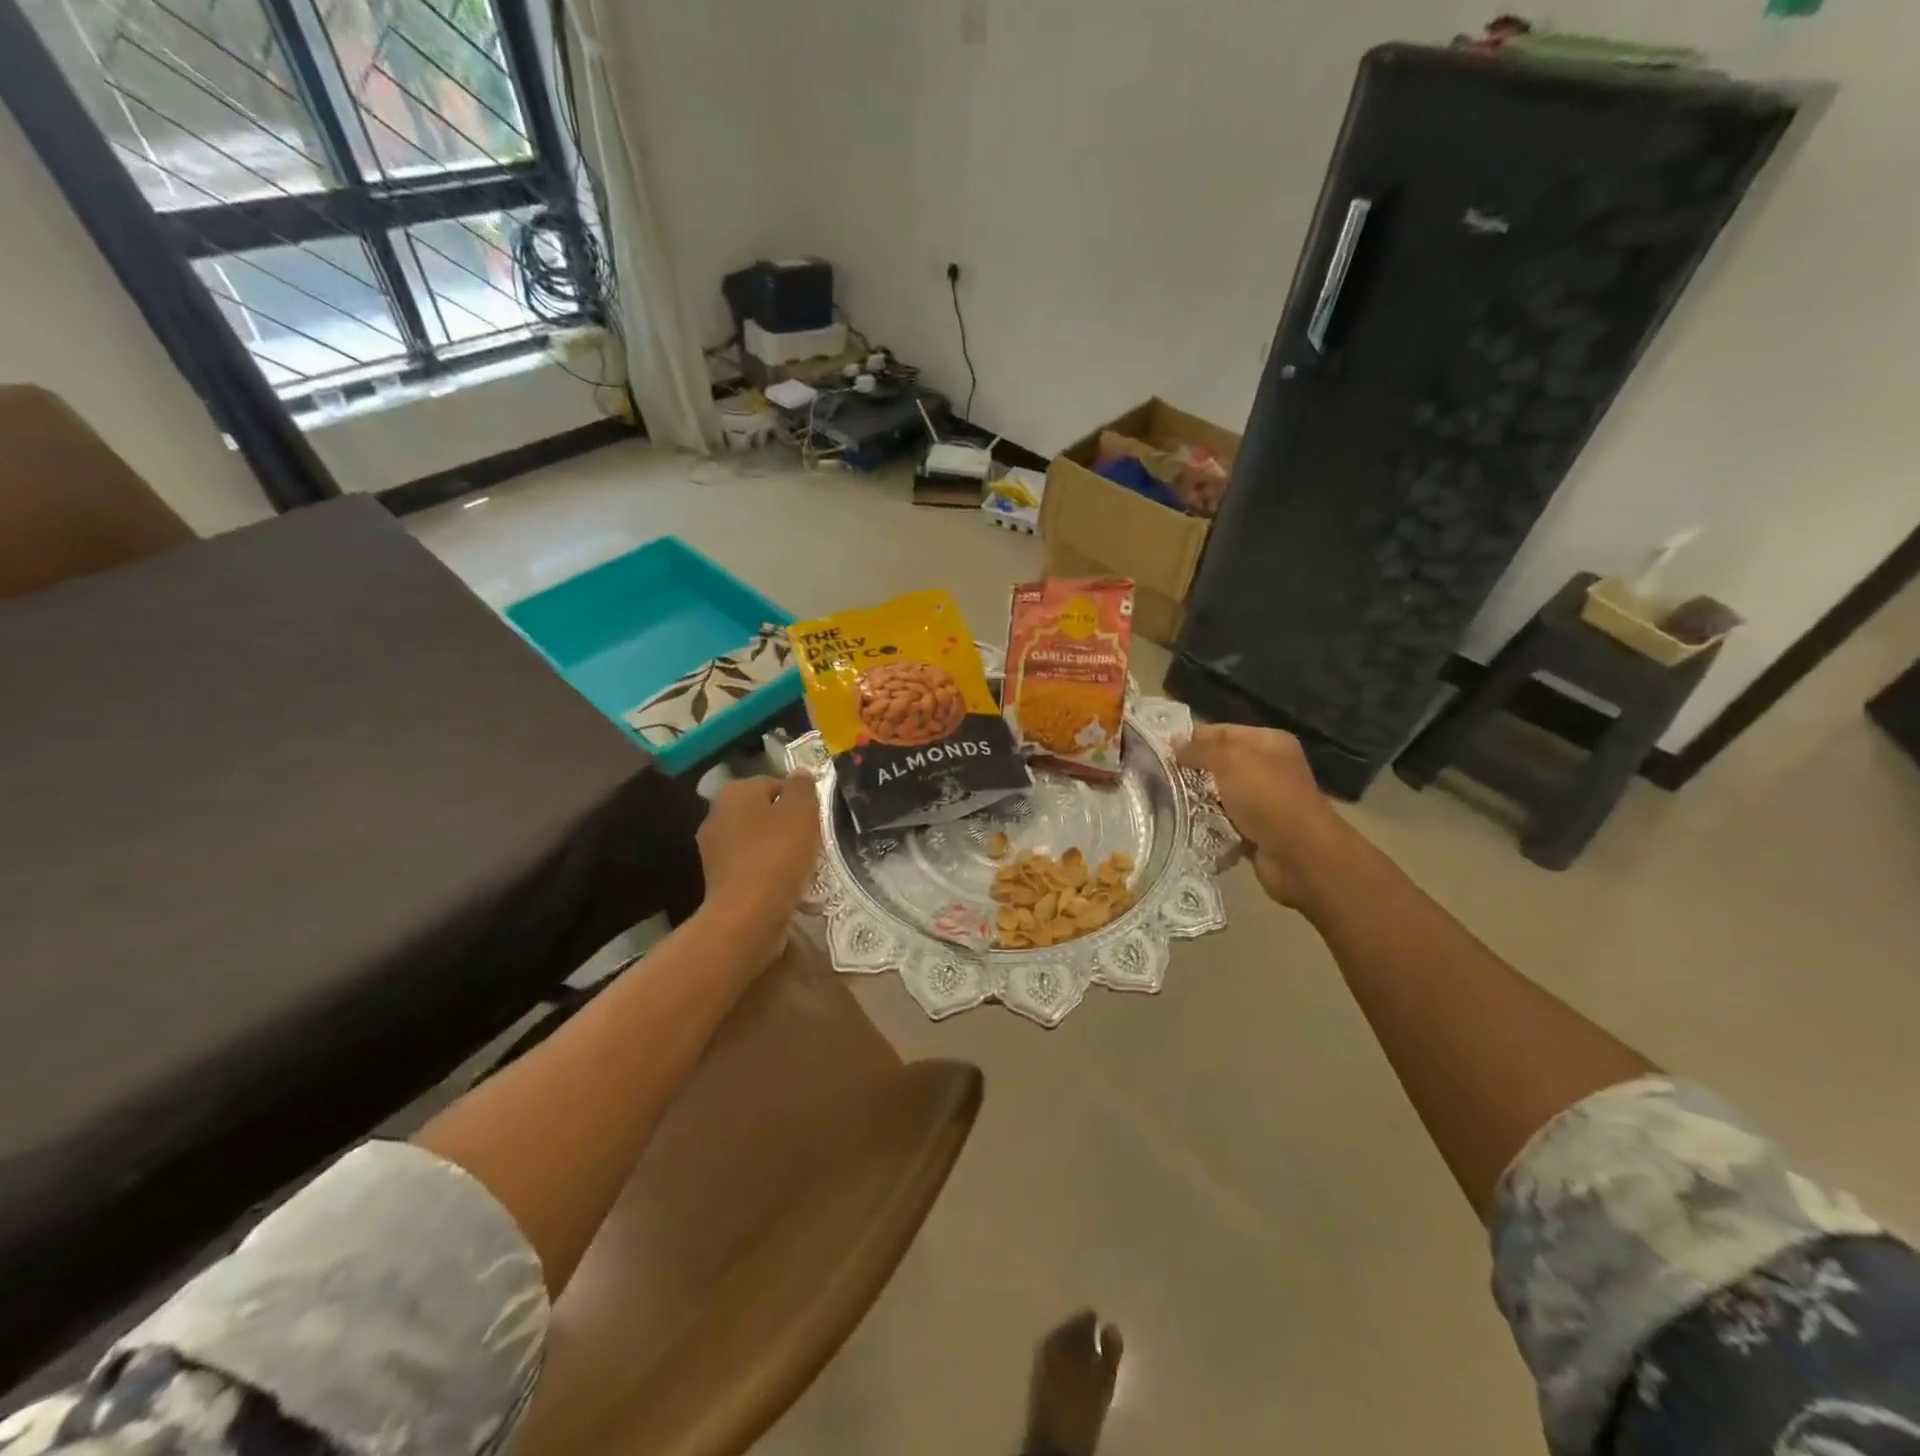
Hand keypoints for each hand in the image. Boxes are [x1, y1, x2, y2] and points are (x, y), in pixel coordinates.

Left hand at [696, 773, 821, 964]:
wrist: (748, 916)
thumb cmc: (778, 855)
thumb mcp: (802, 811)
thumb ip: (803, 786)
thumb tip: (800, 774)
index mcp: (735, 791)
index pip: (776, 784)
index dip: (800, 801)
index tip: (816, 821)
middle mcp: (716, 814)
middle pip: (765, 812)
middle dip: (788, 824)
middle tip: (812, 842)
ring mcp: (713, 849)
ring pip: (757, 840)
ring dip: (778, 849)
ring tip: (801, 866)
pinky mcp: (717, 879)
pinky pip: (750, 866)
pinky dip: (767, 871)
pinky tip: (784, 885)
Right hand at [1175, 725, 1354, 907]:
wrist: (1300, 854)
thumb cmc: (1267, 798)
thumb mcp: (1231, 761)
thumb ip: (1201, 749)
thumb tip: (1175, 742)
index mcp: (1269, 742)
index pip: (1223, 731)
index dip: (1193, 739)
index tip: (1162, 752)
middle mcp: (1269, 767)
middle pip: (1221, 763)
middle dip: (1193, 770)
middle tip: (1161, 778)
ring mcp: (1265, 800)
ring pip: (1220, 794)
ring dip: (1198, 799)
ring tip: (1168, 802)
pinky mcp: (1258, 830)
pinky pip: (1225, 821)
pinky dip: (1209, 823)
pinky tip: (1188, 825)